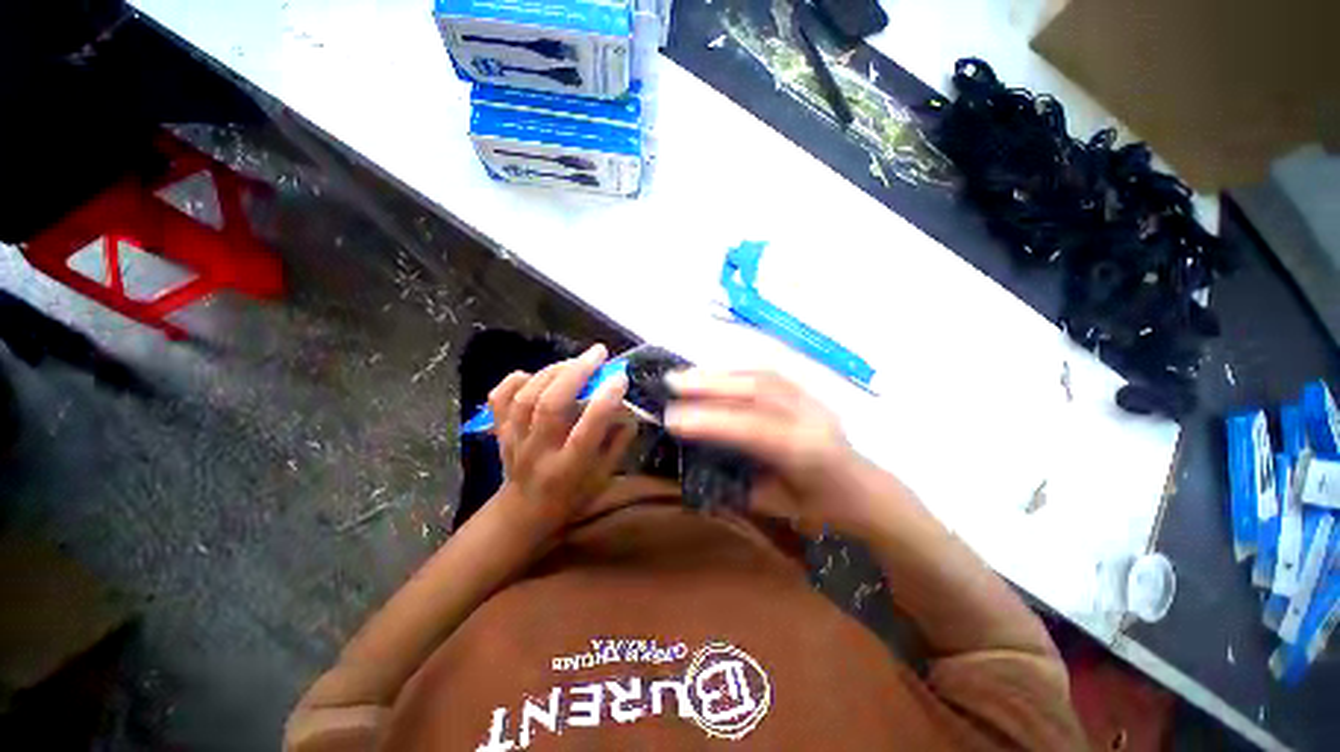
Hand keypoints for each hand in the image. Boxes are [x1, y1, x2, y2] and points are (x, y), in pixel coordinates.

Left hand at [488, 344, 636, 537]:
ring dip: (554, 371)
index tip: (620, 378)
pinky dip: (516, 380)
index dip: (604, 402)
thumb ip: (619, 440)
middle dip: (576, 373)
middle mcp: (538, 453)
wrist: (524, 512)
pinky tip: (534, 375)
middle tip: (598, 354)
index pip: (586, 431)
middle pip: (550, 406)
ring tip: (575, 361)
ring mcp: (513, 441)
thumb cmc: (573, 494)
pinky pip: (500, 399)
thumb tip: (626, 405)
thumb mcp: (605, 475)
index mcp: (568, 469)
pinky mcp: (499, 431)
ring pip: (527, 397)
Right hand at [664, 370, 894, 535]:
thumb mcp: (780, 509)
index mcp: (807, 452)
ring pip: (761, 377)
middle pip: (756, 390)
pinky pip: (768, 376)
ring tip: (687, 376)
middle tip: (672, 382)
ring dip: (721, 374)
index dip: (710, 421)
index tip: (672, 418)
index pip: (752, 429)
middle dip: (710, 384)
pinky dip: (737, 373)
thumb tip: (702, 463)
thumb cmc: (825, 511)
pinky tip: (716, 375)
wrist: (869, 494)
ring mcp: (812, 400)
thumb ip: (742, 484)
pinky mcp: (808, 393)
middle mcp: (811, 418)